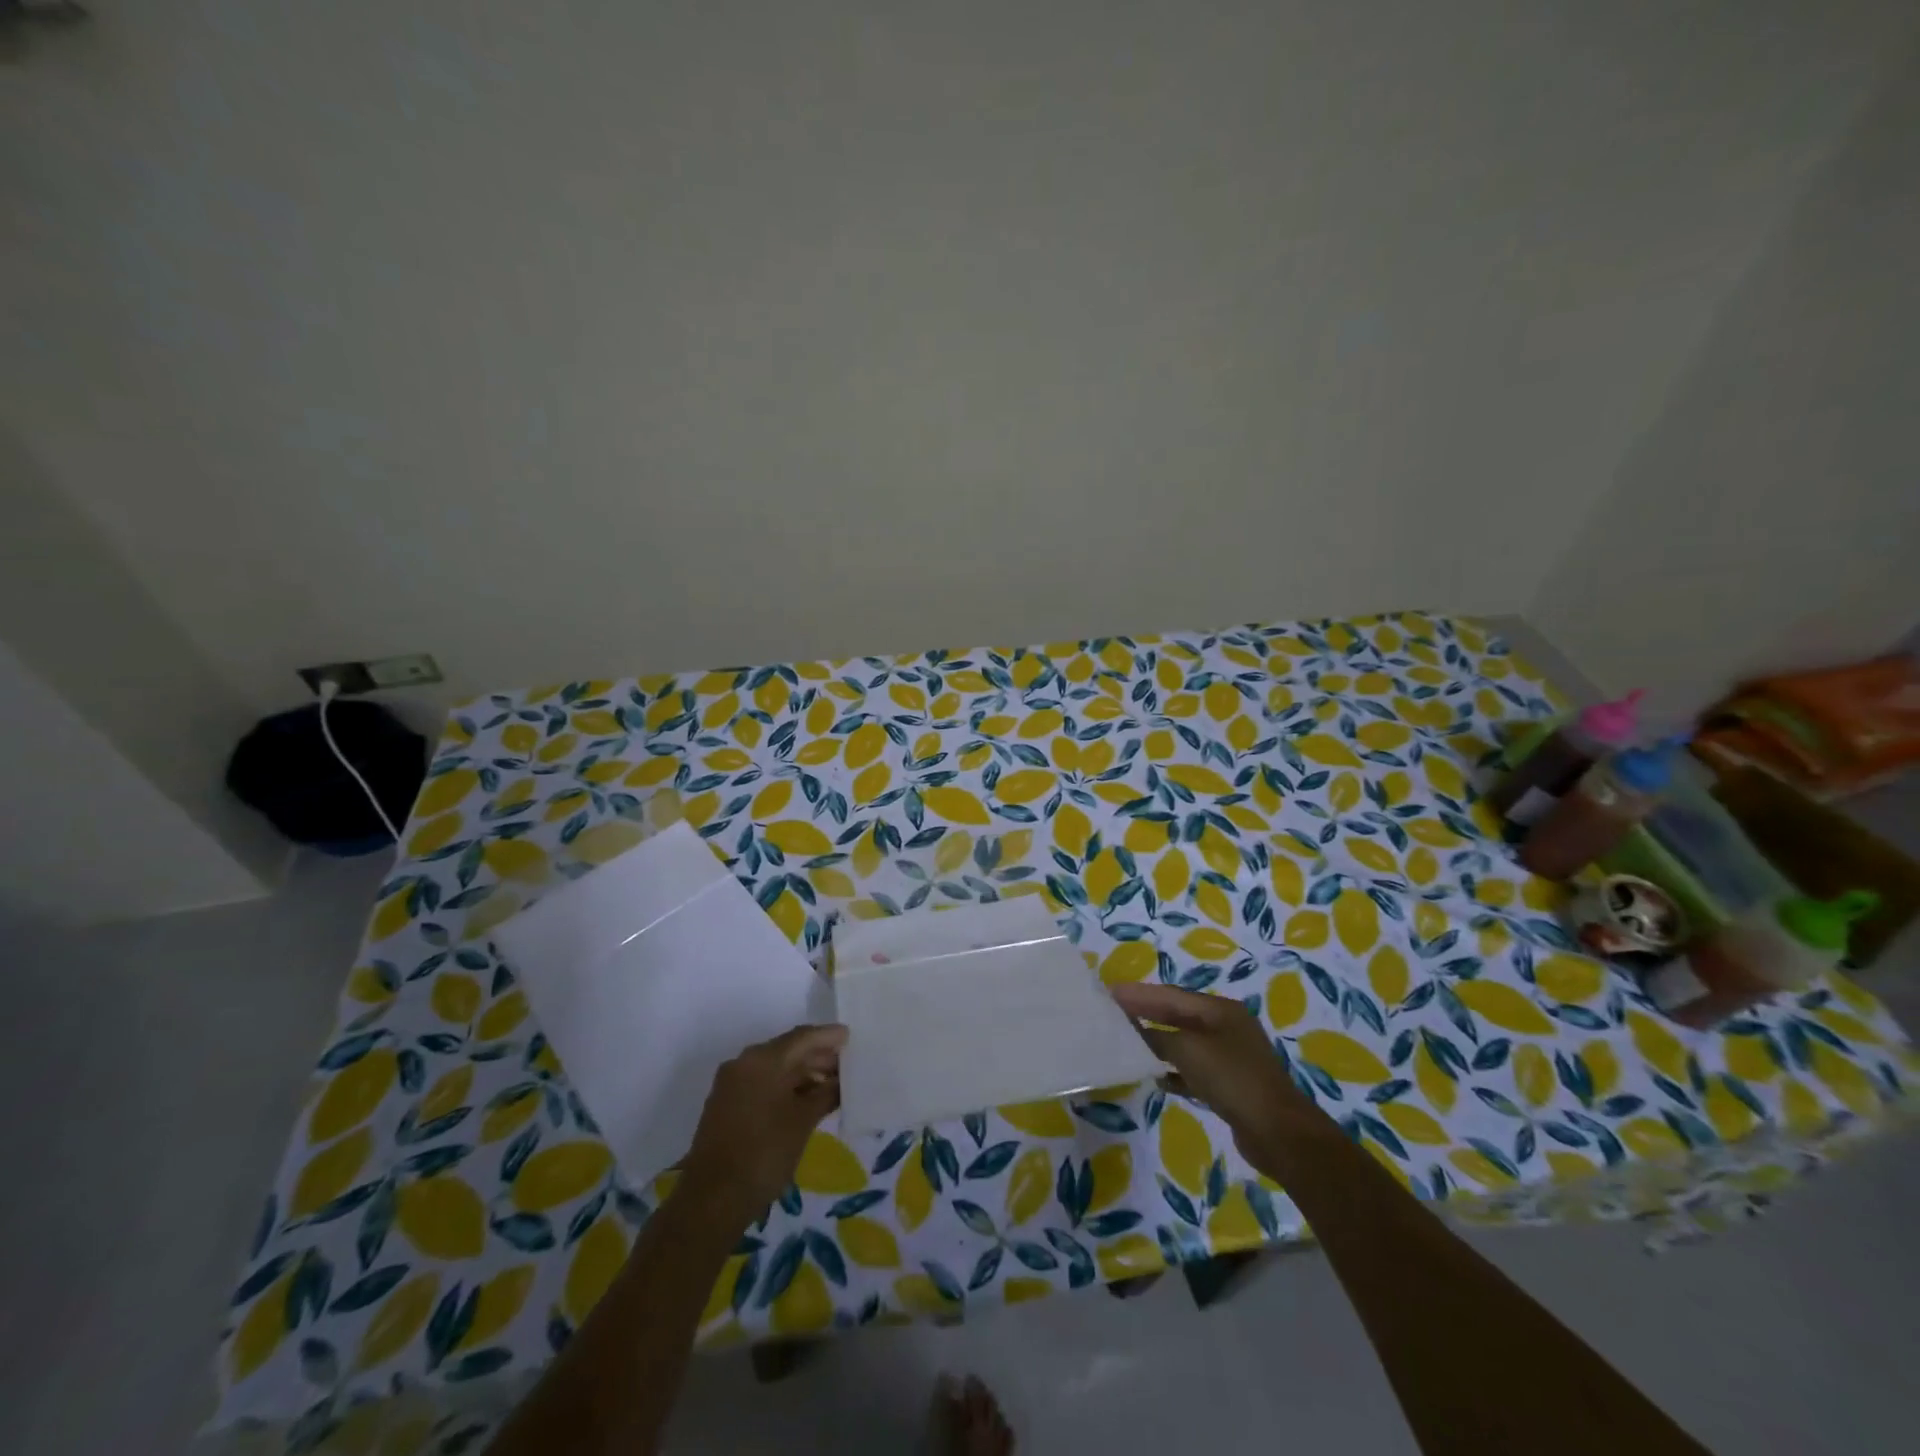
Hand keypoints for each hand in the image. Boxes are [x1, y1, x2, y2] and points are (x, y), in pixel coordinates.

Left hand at [680, 1024, 846, 1220]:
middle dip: (817, 1057)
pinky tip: (804, 1101)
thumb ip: (826, 1093)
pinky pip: (761, 1083)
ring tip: (830, 1086)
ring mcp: (731, 1083)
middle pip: (788, 1050)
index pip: (803, 1037)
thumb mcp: (803, 1121)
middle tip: (845, 1066)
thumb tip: (841, 1081)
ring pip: (774, 1068)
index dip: (828, 1037)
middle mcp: (744, 1062)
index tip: (850, 1037)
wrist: (712, 1199)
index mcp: (763, 1059)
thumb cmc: (764, 1153)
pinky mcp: (725, 1104)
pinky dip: (784, 1087)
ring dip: (802, 1074)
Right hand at [1111, 983, 1323, 1165]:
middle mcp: (1226, 1027)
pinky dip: (1173, 1070)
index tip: (1109, 992)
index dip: (1139, 994)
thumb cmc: (1233, 1080)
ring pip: (1184, 1043)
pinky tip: (1155, 1077)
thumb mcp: (1190, 1051)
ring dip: (1157, 1042)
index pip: (1171, 995)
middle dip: (1146, 1013)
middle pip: (1178, 1015)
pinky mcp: (1229, 1086)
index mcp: (1220, 1010)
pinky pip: (1193, 1070)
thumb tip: (1135, 1032)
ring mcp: (1230, 1057)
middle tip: (1113, 1012)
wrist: (1279, 1134)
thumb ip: (1158, 1038)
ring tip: (1126, 1041)